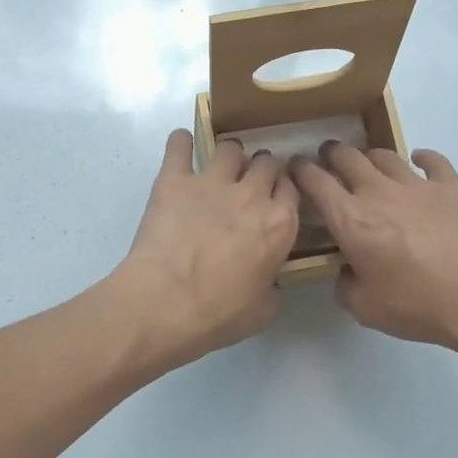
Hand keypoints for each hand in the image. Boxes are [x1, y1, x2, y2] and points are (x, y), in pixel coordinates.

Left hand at [110, 129, 299, 369]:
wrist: (166, 303)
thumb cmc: (219, 314)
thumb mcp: (262, 311)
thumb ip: (271, 287)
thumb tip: (267, 281)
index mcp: (280, 224)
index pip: (291, 189)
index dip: (283, 190)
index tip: (275, 196)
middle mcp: (252, 195)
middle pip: (266, 162)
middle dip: (260, 169)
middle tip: (247, 184)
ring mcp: (212, 182)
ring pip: (230, 148)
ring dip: (228, 156)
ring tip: (218, 168)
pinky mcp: (174, 180)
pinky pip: (179, 146)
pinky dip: (180, 144)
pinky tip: (180, 148)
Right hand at [289, 144, 457, 353]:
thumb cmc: (417, 304)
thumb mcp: (366, 309)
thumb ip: (346, 287)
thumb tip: (346, 273)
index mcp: (351, 219)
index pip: (316, 182)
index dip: (301, 170)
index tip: (295, 166)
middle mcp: (378, 192)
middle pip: (348, 158)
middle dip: (332, 154)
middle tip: (328, 157)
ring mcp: (417, 185)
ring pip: (386, 156)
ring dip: (370, 155)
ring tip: (367, 161)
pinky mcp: (451, 187)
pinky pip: (433, 161)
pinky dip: (422, 157)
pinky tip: (419, 160)